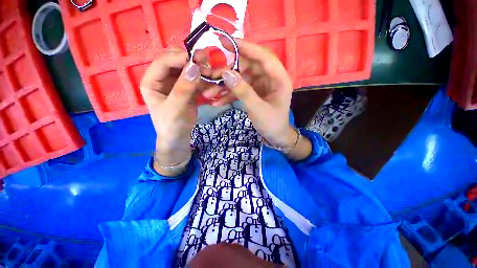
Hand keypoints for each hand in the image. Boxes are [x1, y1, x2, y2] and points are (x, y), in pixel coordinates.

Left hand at [140, 48, 207, 174]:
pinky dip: (205, 84)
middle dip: (193, 64)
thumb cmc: (172, 125)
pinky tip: (211, 91)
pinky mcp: (187, 89)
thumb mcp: (175, 108)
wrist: (179, 137)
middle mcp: (163, 78)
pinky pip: (197, 81)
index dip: (181, 58)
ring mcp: (177, 83)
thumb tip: (194, 66)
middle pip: (178, 62)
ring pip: (190, 71)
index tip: (199, 60)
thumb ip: (183, 88)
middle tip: (208, 69)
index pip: (164, 61)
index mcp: (152, 81)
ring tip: (212, 85)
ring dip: (202, 76)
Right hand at [213, 39, 311, 159]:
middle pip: (248, 66)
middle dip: (228, 70)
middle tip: (210, 72)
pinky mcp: (254, 93)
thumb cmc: (271, 124)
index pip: (263, 56)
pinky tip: (217, 101)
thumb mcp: (258, 109)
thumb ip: (243, 91)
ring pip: (241, 79)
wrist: (275, 137)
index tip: (226, 42)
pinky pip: (240, 89)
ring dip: (225, 85)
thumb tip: (226, 73)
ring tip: (209, 92)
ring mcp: (261, 86)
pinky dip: (229, 95)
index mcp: (279, 78)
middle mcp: (270, 78)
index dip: (246, 47)